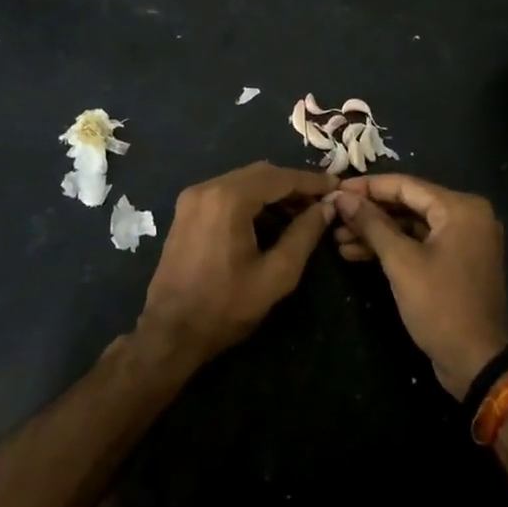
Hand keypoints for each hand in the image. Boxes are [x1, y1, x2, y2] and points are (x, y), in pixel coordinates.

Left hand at [137, 162, 337, 366]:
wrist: (170, 333)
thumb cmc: (226, 306)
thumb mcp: (276, 274)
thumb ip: (305, 234)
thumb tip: (327, 207)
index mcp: (228, 199)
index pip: (280, 178)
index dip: (311, 181)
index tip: (337, 186)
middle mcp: (207, 188)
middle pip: (261, 173)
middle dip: (293, 185)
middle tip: (322, 202)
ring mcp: (192, 198)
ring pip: (243, 181)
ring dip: (273, 193)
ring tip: (301, 214)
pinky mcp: (186, 211)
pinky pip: (227, 193)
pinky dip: (252, 200)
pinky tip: (270, 220)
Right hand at [331, 174, 507, 397]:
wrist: (477, 362)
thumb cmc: (440, 306)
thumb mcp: (401, 262)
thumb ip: (371, 224)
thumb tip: (342, 197)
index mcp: (461, 208)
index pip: (406, 185)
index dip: (367, 187)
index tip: (335, 189)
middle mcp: (467, 216)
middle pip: (408, 204)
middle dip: (369, 212)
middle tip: (333, 215)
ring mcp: (463, 240)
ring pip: (411, 225)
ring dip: (375, 232)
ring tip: (337, 238)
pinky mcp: (456, 261)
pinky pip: (420, 243)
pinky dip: (392, 247)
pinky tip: (355, 253)